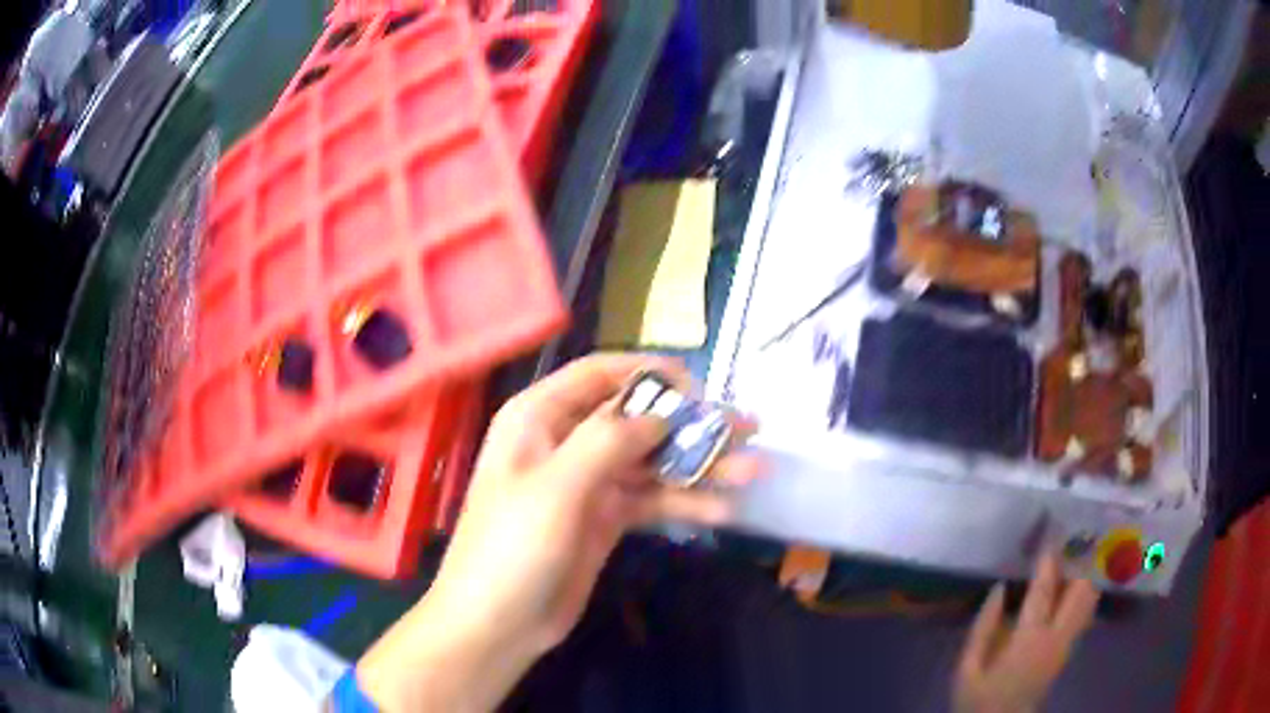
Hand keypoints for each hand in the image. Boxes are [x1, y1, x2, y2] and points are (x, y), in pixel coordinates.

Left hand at [357, 354, 764, 711]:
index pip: (601, 374)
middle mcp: (566, 441)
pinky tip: (722, 513)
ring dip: (700, 466)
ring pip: (651, 460)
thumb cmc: (513, 548)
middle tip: (749, 429)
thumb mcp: (556, 488)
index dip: (651, 374)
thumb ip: (608, 440)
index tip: (701, 389)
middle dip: (692, 424)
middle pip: (637, 418)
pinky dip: (684, 503)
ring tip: (753, 472)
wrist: (499, 623)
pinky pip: (651, 500)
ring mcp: (588, 481)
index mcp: (539, 418)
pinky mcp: (606, 517)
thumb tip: (661, 414)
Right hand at [954, 553, 1099, 712]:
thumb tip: (999, 589)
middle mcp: (1056, 637)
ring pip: (1089, 600)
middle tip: (1073, 539)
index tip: (1051, 532)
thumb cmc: (979, 698)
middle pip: (1081, 591)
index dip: (1048, 560)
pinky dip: (1086, 592)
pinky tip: (1079, 582)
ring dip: (1087, 575)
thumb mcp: (968, 668)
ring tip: (1079, 554)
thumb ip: (983, 628)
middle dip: (1080, 562)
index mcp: (1029, 640)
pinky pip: (1086, 612)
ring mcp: (1067, 643)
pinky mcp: (1069, 649)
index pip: (1045, 591)